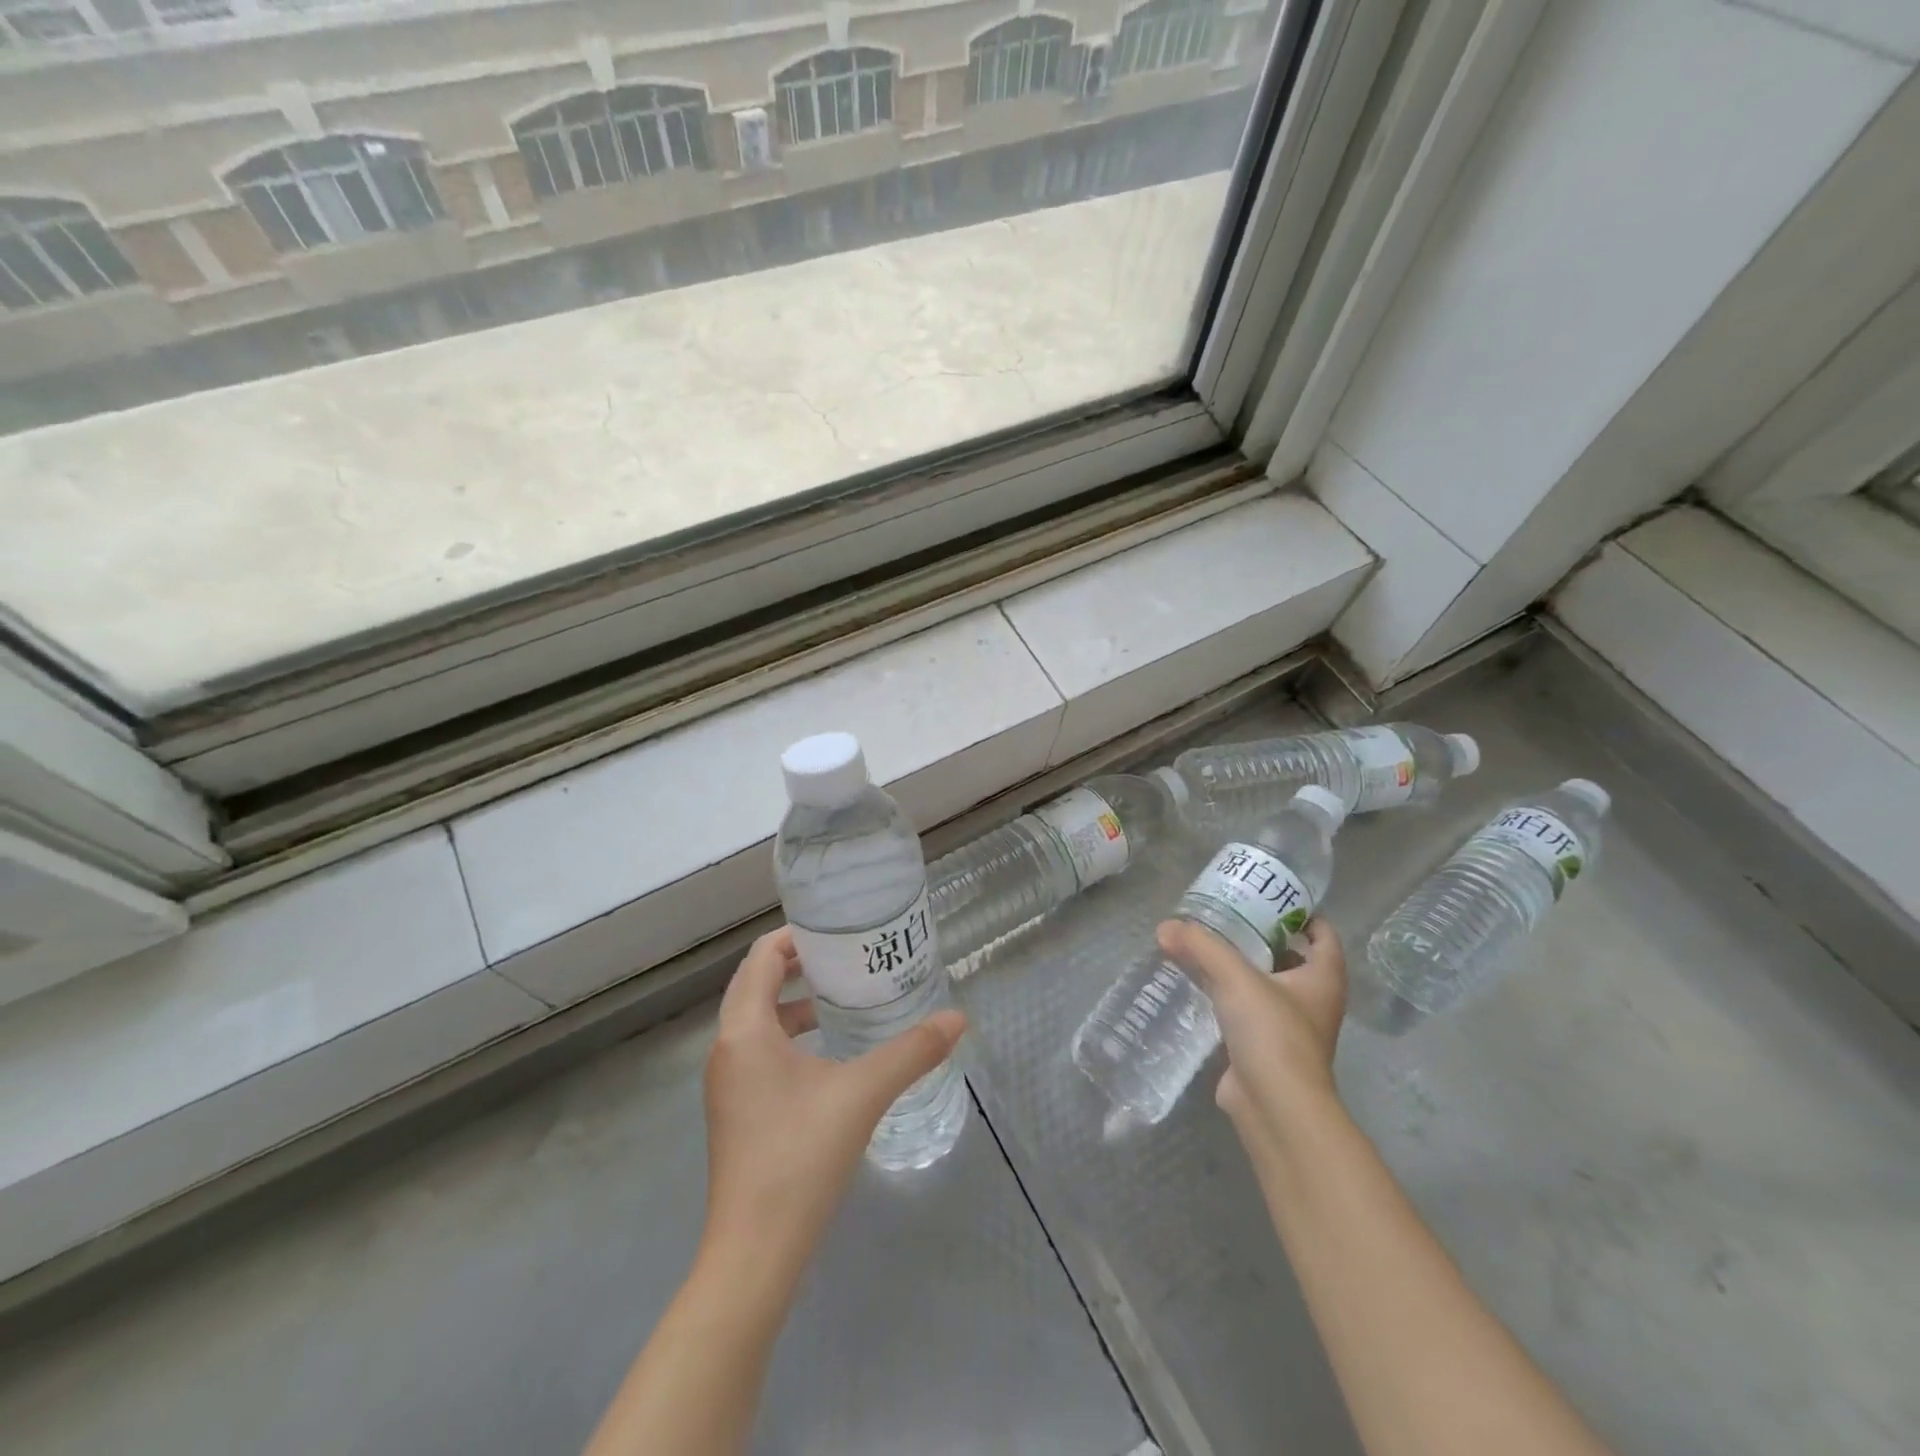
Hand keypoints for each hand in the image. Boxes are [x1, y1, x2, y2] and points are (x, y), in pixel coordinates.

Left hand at [701, 927, 966, 1267]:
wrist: (753, 1254)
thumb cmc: (800, 1158)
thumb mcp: (862, 1094)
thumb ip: (912, 1051)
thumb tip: (958, 1019)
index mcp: (744, 1031)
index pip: (761, 959)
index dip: (793, 936)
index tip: (835, 929)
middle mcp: (726, 1049)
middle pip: (756, 984)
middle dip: (797, 964)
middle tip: (846, 956)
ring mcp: (727, 1084)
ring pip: (756, 1021)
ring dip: (793, 1002)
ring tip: (841, 997)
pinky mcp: (736, 1111)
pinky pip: (759, 1051)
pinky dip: (789, 1036)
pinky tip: (828, 1054)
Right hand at [1156, 916, 1345, 1145]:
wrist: (1276, 1107)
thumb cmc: (1272, 1033)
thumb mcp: (1235, 978)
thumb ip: (1200, 947)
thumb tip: (1165, 927)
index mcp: (1323, 978)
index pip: (1324, 935)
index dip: (1301, 913)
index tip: (1267, 898)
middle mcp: (1313, 1001)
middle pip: (1293, 958)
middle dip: (1263, 937)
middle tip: (1227, 916)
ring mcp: (1291, 1028)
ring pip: (1267, 986)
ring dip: (1243, 968)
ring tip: (1207, 946)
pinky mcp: (1265, 1049)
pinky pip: (1247, 1012)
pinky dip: (1228, 997)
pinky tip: (1200, 986)